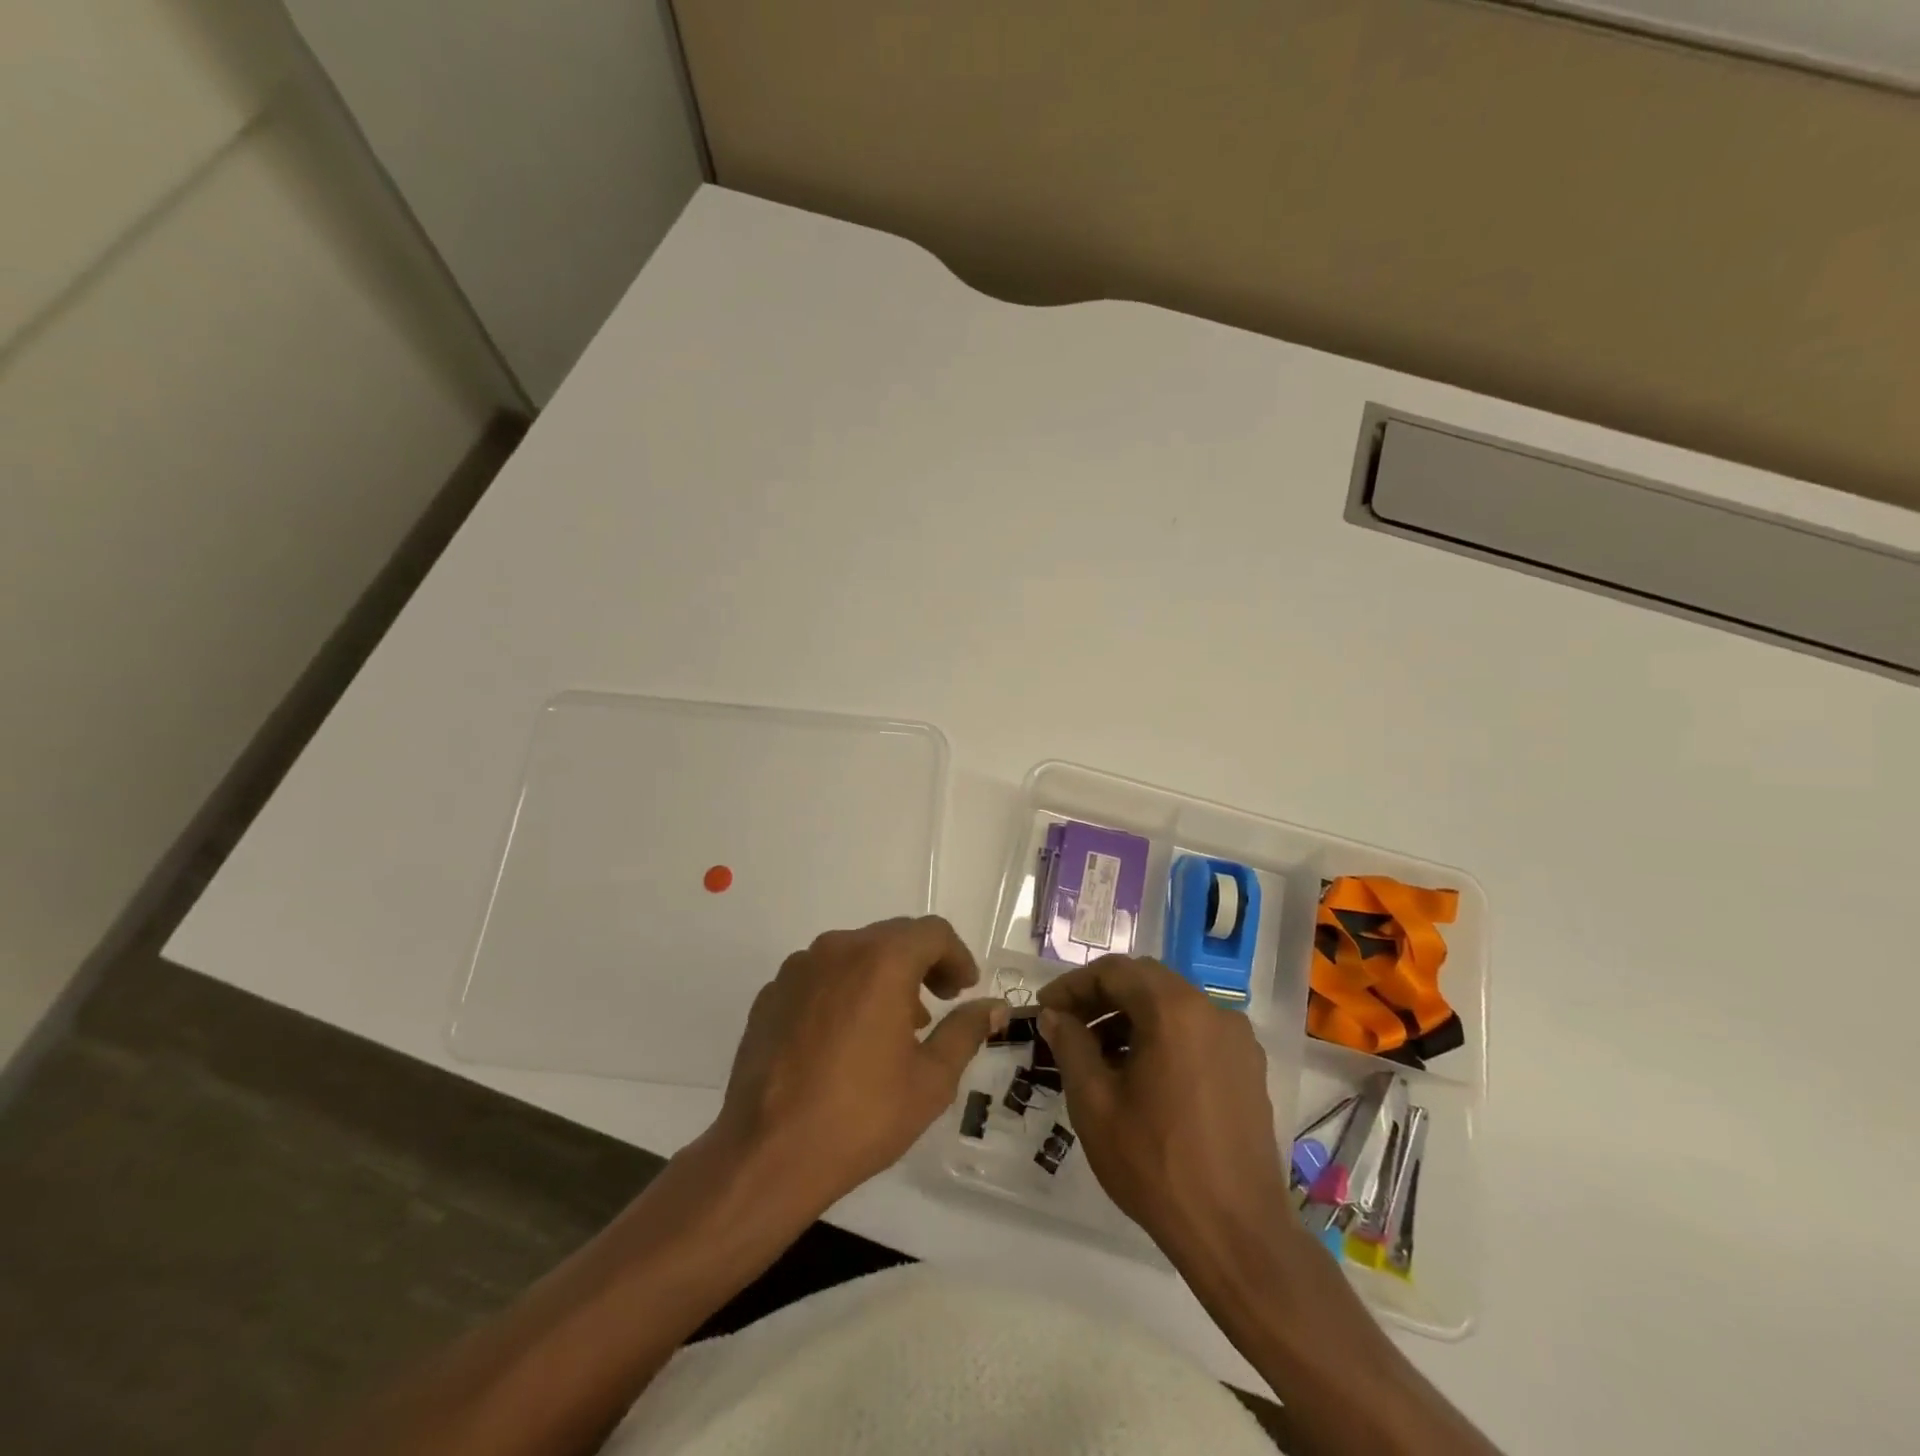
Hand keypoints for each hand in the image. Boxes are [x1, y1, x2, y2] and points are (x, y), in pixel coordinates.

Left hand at [715, 916, 1005, 1212]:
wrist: (766, 1155)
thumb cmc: (860, 1116)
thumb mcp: (931, 1080)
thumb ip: (966, 1031)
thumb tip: (994, 1007)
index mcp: (881, 960)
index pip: (932, 932)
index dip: (957, 956)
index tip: (964, 990)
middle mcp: (837, 949)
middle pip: (892, 937)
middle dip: (922, 964)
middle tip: (939, 1005)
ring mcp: (798, 969)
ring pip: (854, 954)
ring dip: (882, 977)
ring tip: (893, 1026)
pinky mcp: (771, 994)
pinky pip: (820, 976)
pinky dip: (844, 991)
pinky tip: (845, 1039)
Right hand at [1038, 955, 1294, 1275]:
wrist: (1236, 1234)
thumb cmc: (1155, 1164)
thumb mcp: (1094, 1103)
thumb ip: (1070, 1046)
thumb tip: (1055, 1016)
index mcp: (1174, 1010)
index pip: (1114, 971)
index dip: (1073, 985)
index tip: (1046, 1008)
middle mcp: (1212, 1010)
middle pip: (1146, 982)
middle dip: (1102, 997)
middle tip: (1068, 1025)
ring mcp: (1237, 1039)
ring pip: (1172, 1006)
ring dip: (1132, 1018)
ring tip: (1098, 1055)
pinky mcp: (1249, 1068)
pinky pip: (1196, 1032)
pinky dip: (1162, 1037)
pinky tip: (1141, 1075)